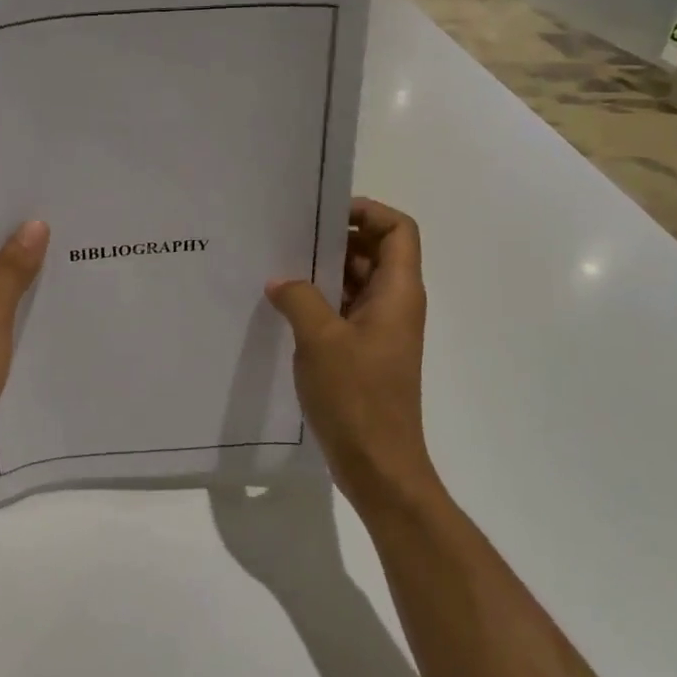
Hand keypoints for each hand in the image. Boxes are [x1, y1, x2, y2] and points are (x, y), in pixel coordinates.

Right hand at [266, 198, 437, 517]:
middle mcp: (394, 304)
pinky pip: (343, 310)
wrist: (378, 464)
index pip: (398, 230)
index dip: (367, 212)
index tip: (323, 214)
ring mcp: (380, 330)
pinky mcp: (363, 352)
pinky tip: (282, 304)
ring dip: (323, 270)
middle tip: (288, 233)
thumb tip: (281, 280)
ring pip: (355, 282)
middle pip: (374, 251)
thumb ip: (299, 298)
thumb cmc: (357, 397)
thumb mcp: (320, 340)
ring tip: (278, 264)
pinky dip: (319, 300)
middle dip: (335, 238)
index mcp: (398, 293)